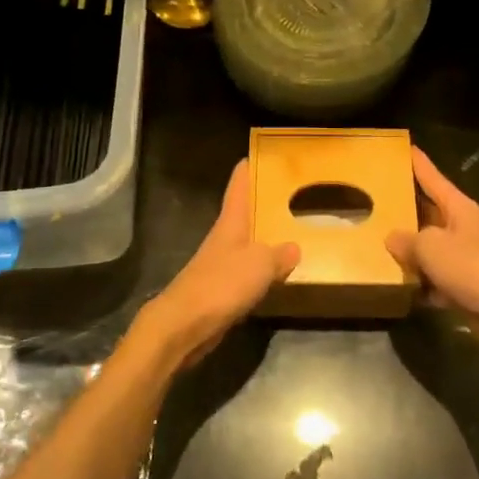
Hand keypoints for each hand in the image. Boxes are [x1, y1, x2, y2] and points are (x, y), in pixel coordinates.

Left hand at [133, 160, 298, 367]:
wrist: (184, 326)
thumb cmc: (220, 285)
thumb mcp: (259, 264)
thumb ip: (279, 254)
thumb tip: (294, 247)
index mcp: (230, 222)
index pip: (239, 185)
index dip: (249, 168)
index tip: (262, 153)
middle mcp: (224, 238)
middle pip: (245, 212)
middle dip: (265, 202)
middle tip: (293, 192)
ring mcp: (221, 264)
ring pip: (249, 242)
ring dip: (267, 237)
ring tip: (294, 231)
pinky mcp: (222, 290)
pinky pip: (249, 271)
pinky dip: (264, 268)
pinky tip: (280, 273)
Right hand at [385, 147, 478, 347]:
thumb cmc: (472, 267)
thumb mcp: (430, 247)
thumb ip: (407, 240)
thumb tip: (392, 238)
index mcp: (458, 207)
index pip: (433, 178)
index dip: (418, 163)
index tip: (405, 147)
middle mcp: (463, 227)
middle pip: (430, 211)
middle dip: (407, 207)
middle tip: (378, 198)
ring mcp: (466, 256)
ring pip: (431, 247)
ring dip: (411, 249)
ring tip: (379, 244)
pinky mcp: (466, 284)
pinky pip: (437, 277)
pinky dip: (422, 282)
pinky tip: (401, 286)